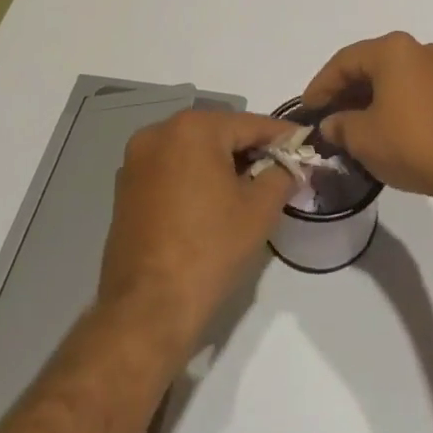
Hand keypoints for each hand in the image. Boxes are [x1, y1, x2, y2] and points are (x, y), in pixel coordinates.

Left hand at [98, 110, 292, 356]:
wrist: (148, 308)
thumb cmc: (210, 248)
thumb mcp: (261, 208)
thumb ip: (282, 174)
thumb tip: (290, 165)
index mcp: (193, 129)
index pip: (251, 124)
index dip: (283, 137)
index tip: (306, 145)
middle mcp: (158, 134)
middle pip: (220, 133)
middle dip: (251, 149)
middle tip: (282, 169)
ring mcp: (136, 162)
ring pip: (194, 151)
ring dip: (223, 163)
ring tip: (251, 188)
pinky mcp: (125, 189)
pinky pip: (172, 170)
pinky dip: (196, 178)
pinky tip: (216, 202)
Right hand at [303, 33, 432, 203]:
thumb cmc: (409, 142)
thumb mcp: (362, 136)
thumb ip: (338, 125)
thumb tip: (332, 125)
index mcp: (393, 50)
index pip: (344, 62)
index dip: (320, 86)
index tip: (306, 109)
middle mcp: (417, 49)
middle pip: (369, 65)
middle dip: (343, 91)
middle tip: (324, 116)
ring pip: (390, 77)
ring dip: (366, 98)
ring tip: (346, 125)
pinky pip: (409, 88)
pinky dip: (388, 102)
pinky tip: (376, 126)